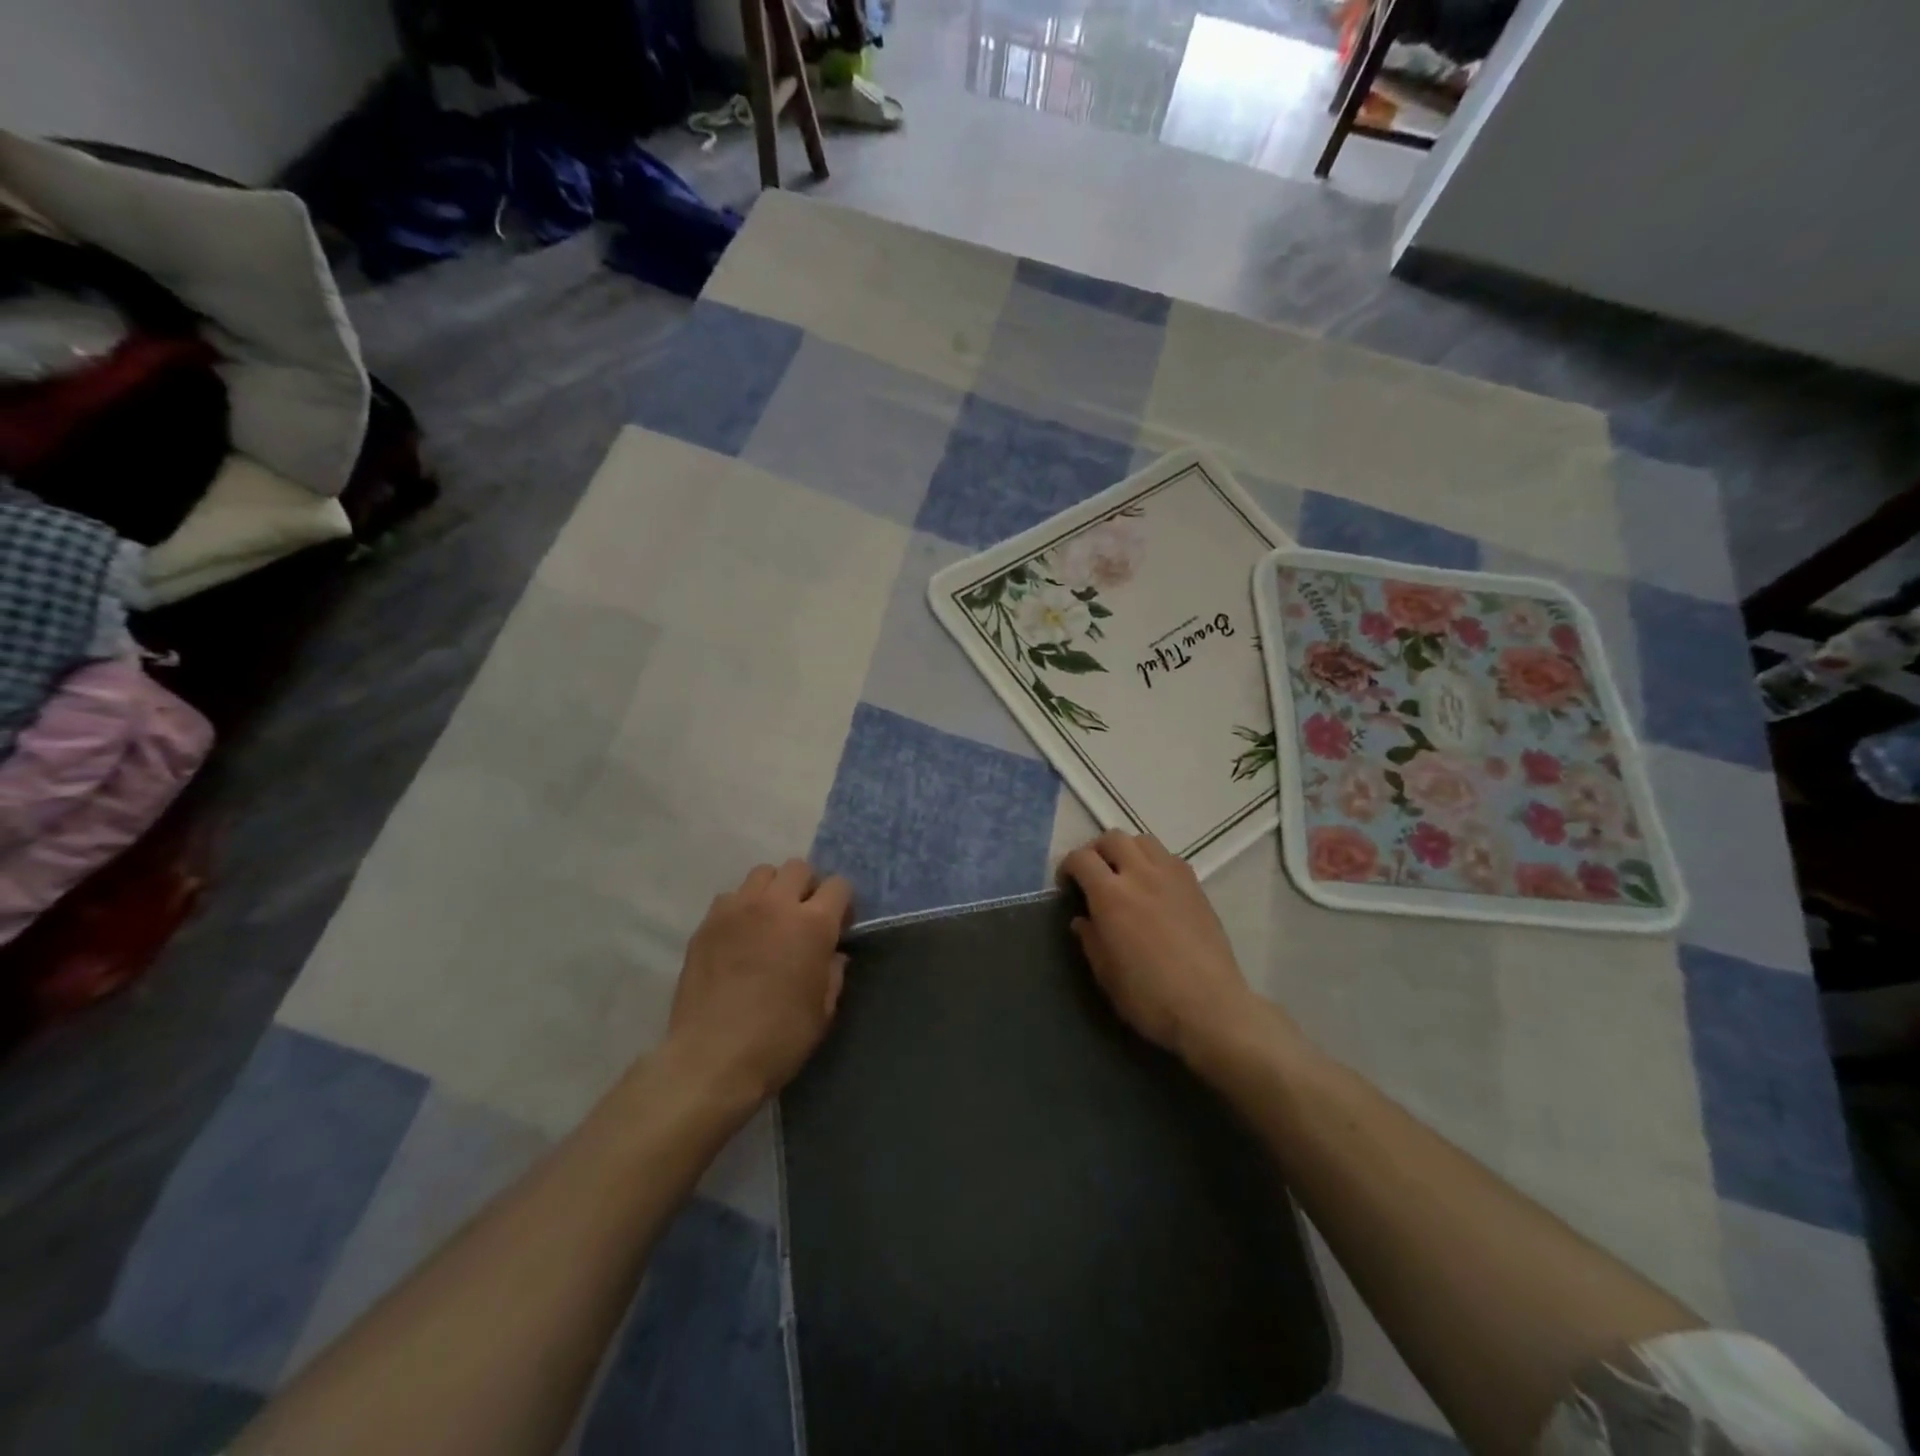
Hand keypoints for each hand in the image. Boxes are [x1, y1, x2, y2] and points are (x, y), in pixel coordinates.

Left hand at [666, 859, 852, 1107]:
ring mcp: (737, 909)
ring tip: (769, 921)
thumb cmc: (779, 1039)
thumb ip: (833, 972)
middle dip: (807, 887)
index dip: (842, 904)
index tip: (838, 927)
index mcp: (813, 924)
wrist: (712, 1058)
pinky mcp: (707, 923)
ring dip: (773, 890)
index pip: (839, 885)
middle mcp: (776, 904)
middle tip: (803, 918)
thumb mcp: (824, 1011)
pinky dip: (741, 907)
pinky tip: (739, 937)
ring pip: (762, 873)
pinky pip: (730, 897)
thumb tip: (832, 954)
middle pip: (798, 867)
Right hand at [1059, 830, 1267, 1063]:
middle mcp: (1141, 874)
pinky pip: (1168, 856)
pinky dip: (1153, 861)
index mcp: (1111, 896)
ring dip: (1127, 850)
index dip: (1068, 867)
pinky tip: (1153, 887)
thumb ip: (1090, 939)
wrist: (1210, 1007)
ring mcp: (1173, 876)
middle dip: (1096, 851)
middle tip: (1093, 875)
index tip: (1067, 886)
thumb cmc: (1150, 997)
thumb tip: (1083, 919)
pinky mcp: (1196, 886)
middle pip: (1112, 838)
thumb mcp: (1106, 974)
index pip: (1082, 858)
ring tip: (1124, 874)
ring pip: (1143, 840)